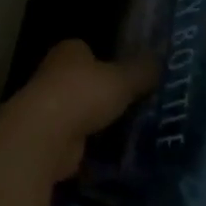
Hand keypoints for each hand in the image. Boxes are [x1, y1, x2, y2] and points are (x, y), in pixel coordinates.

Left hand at [0, 40, 154, 181]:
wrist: (45, 137)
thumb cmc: (83, 94)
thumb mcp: (123, 79)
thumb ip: (142, 71)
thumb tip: (161, 62)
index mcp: (69, 51)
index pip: (89, 51)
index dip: (109, 61)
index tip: (130, 76)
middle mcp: (54, 74)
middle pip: (85, 82)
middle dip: (104, 93)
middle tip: (137, 105)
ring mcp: (48, 108)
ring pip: (81, 112)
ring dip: (98, 122)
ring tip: (132, 131)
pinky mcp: (49, 140)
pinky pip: (77, 140)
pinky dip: (91, 147)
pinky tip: (115, 154)